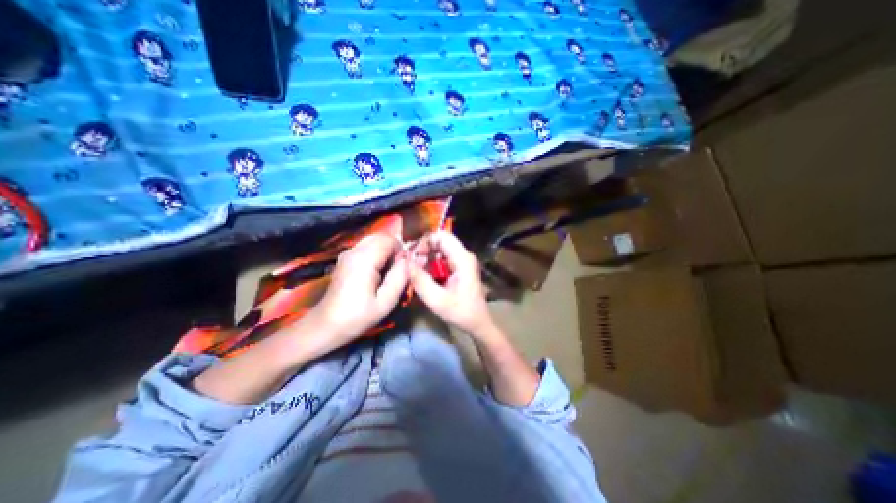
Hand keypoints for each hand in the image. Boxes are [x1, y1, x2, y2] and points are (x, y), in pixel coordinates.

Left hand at [305, 234, 407, 351]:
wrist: (326, 325)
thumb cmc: (357, 317)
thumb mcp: (385, 302)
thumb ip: (400, 277)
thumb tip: (409, 259)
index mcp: (364, 259)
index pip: (390, 240)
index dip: (401, 251)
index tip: (404, 269)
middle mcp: (354, 250)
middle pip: (382, 236)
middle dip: (394, 249)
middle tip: (397, 270)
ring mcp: (348, 253)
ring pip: (374, 240)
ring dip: (386, 251)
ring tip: (387, 271)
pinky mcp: (345, 258)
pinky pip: (367, 246)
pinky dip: (377, 253)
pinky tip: (377, 272)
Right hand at [409, 230, 496, 337]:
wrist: (478, 323)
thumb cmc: (462, 313)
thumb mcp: (438, 300)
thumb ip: (421, 281)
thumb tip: (406, 264)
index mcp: (463, 259)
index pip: (442, 236)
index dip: (426, 241)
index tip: (414, 255)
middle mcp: (464, 256)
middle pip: (441, 241)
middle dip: (424, 250)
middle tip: (411, 264)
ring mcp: (462, 261)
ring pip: (440, 249)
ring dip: (426, 257)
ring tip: (416, 271)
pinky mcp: (459, 268)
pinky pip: (442, 259)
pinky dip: (431, 264)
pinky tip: (424, 275)